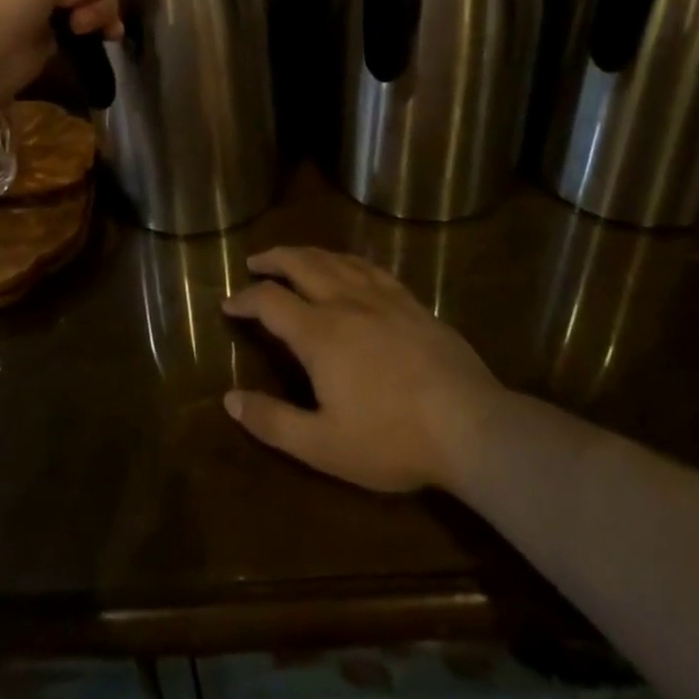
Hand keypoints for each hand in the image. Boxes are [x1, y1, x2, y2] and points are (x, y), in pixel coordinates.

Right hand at [222, 247, 507, 493]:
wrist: (470, 425)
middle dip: (273, 259)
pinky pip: (370, 267)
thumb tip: (230, 399)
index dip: (244, 298)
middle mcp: (345, 302)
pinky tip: (348, 266)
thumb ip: (273, 421)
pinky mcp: (410, 301)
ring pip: (335, 259)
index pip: (269, 300)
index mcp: (319, 332)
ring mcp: (382, 297)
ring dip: (307, 253)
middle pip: (301, 264)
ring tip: (293, 257)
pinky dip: (346, 260)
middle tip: (255, 262)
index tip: (228, 304)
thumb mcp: (323, 445)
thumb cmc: (391, 439)